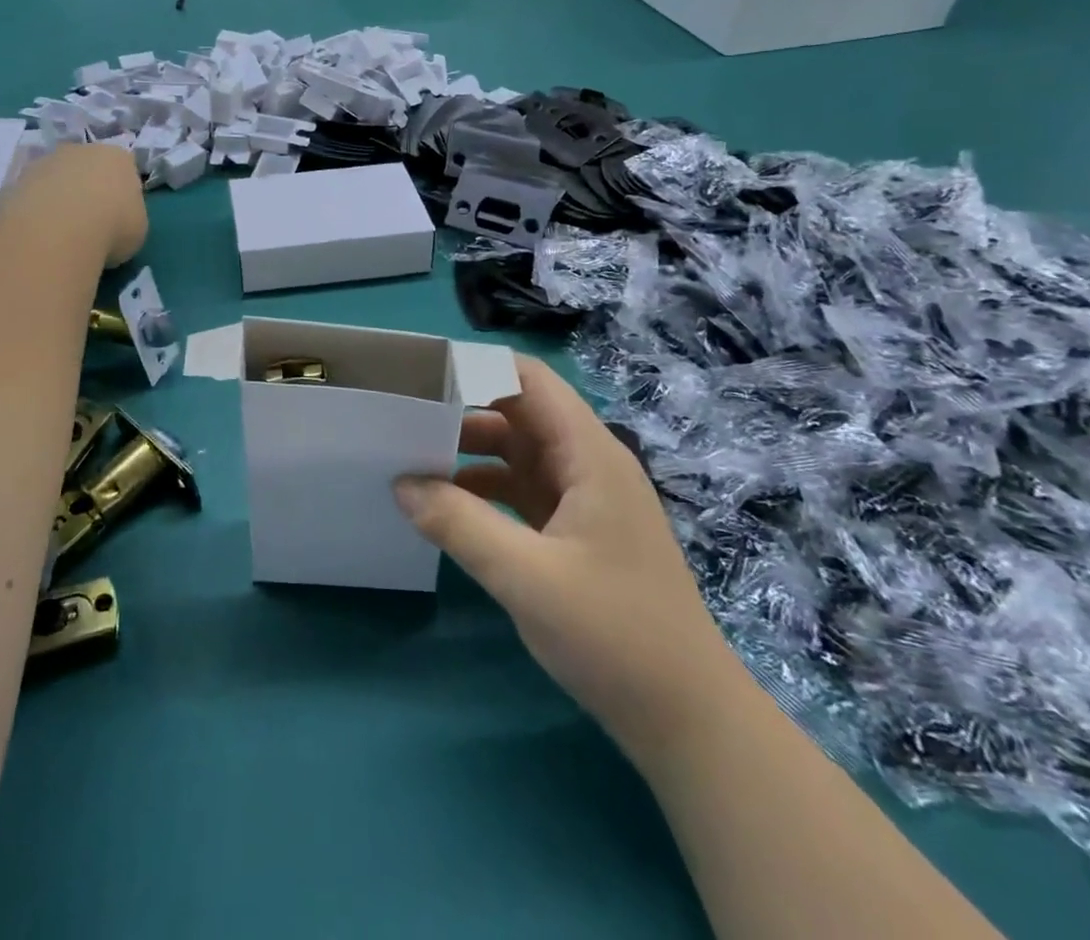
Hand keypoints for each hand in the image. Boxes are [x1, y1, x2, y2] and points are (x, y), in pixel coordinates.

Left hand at [3, 143, 146, 267]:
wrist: (59, 232)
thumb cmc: (112, 227)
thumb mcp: (138, 227)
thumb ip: (129, 214)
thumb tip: (116, 218)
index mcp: (117, 157)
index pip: (124, 167)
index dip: (122, 190)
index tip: (120, 214)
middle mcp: (80, 150)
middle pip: (87, 166)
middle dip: (88, 188)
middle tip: (90, 220)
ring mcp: (45, 163)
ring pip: (56, 178)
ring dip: (59, 198)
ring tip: (61, 232)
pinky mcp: (16, 181)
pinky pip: (32, 196)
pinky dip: (36, 211)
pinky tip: (40, 233)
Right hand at [395, 357, 735, 750]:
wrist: (689, 721)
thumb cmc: (616, 635)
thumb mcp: (526, 576)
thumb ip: (459, 523)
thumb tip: (400, 483)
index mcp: (588, 453)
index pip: (528, 379)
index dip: (477, 367)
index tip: (422, 377)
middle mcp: (586, 464)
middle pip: (517, 413)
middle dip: (462, 411)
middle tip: (402, 420)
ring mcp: (582, 499)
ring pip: (516, 453)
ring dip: (469, 453)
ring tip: (411, 461)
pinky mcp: (575, 532)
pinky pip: (521, 491)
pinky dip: (484, 490)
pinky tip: (447, 508)